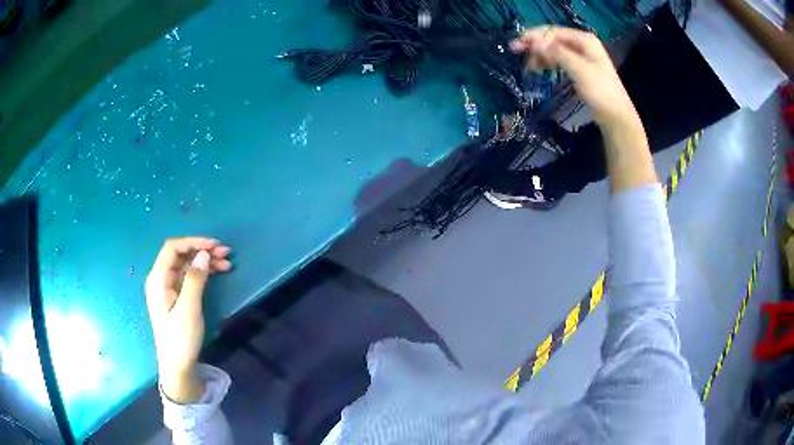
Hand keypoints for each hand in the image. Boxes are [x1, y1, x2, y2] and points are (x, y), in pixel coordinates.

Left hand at [145, 237, 231, 402]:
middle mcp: (160, 279)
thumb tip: (203, 254)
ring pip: (186, 265)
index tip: (215, 246)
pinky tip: (217, 273)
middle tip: (226, 253)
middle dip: (202, 250)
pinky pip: (188, 277)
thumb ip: (195, 280)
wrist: (177, 365)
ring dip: (205, 261)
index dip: (193, 242)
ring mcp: (167, 287)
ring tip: (227, 263)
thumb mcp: (189, 309)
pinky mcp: (175, 296)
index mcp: (158, 279)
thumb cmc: (180, 338)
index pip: (172, 248)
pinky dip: (203, 272)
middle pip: (180, 255)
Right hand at [510, 26, 640, 132]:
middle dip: (536, 45)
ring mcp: (582, 57)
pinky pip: (559, 60)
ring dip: (540, 55)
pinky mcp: (580, 69)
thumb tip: (534, 42)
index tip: (517, 44)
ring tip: (529, 66)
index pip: (554, 31)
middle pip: (553, 39)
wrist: (615, 116)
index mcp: (584, 40)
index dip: (534, 36)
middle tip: (516, 52)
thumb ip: (557, 53)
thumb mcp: (579, 70)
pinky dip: (548, 62)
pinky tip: (540, 68)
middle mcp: (583, 44)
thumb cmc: (600, 91)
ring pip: (555, 50)